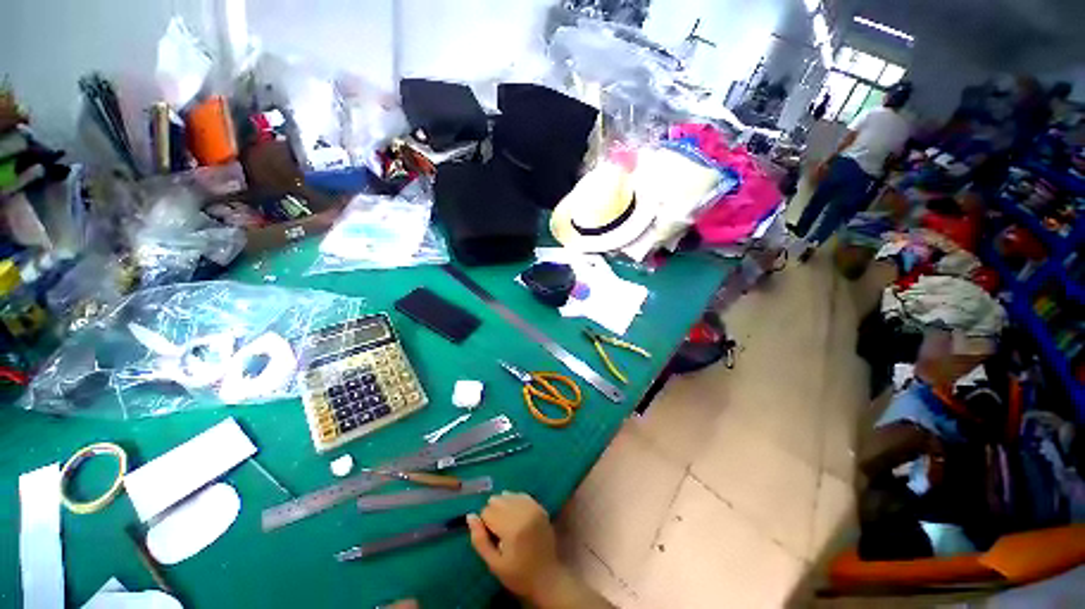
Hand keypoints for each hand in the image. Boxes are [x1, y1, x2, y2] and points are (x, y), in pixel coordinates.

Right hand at [467, 492, 563, 600]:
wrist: (547, 577)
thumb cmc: (518, 574)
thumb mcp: (494, 564)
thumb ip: (480, 540)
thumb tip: (470, 516)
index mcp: (511, 528)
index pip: (487, 511)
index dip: (484, 524)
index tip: (490, 536)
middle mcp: (523, 512)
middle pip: (498, 500)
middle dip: (493, 513)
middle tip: (498, 531)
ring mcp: (533, 507)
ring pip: (508, 495)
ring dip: (503, 505)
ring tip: (506, 523)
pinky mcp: (540, 507)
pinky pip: (521, 495)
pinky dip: (514, 501)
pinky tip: (515, 514)